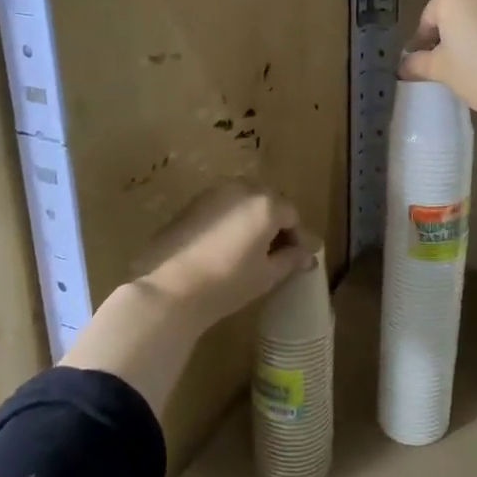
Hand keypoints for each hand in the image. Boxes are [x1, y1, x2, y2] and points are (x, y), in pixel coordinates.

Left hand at [134, 180, 313, 331]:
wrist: (169, 287)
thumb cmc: (227, 282)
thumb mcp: (266, 275)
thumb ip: (291, 259)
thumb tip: (307, 255)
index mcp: (266, 204)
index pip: (292, 216)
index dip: (298, 238)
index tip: (300, 259)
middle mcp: (242, 189)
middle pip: (269, 202)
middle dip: (276, 225)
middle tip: (277, 253)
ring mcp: (214, 193)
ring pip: (244, 202)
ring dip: (253, 220)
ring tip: (251, 250)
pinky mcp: (192, 203)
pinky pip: (222, 206)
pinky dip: (231, 220)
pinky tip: (226, 245)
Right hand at [399, 0, 476, 127]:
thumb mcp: (440, 69)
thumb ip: (418, 63)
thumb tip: (405, 66)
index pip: (429, 18)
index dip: (423, 42)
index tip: (422, 62)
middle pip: (458, 9)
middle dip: (451, 31)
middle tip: (448, 60)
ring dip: (476, 30)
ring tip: (475, 60)